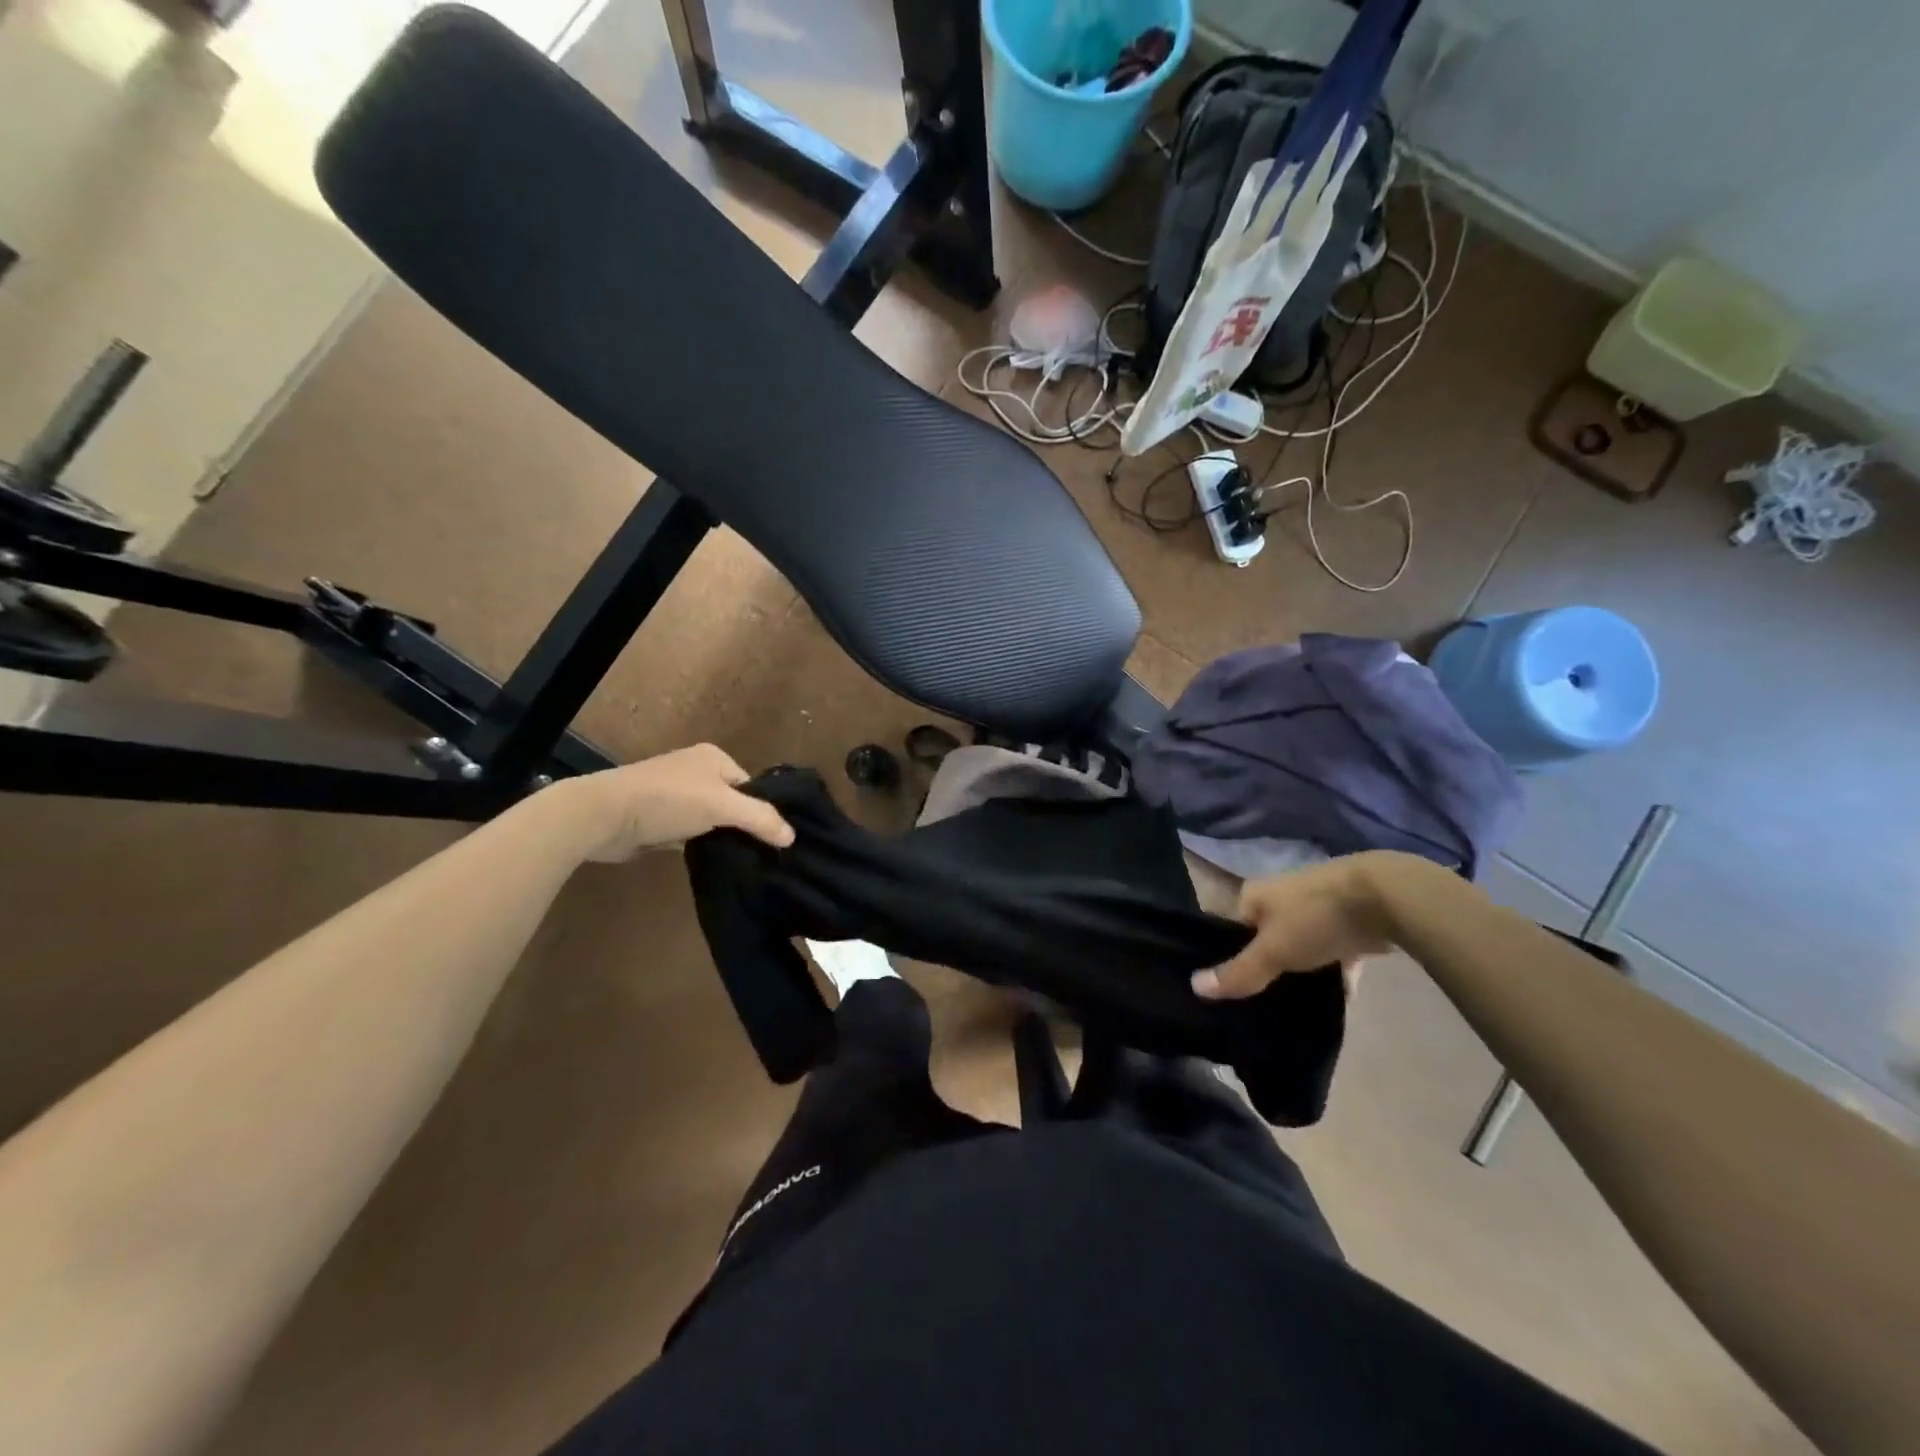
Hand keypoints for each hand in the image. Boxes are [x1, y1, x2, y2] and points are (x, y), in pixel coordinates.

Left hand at [551, 744, 794, 861]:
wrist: (603, 816)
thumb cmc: (667, 800)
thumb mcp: (722, 806)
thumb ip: (760, 819)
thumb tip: (792, 837)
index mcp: (714, 757)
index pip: (752, 785)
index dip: (762, 810)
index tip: (775, 839)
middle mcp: (696, 771)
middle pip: (733, 802)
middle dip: (743, 826)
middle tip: (761, 854)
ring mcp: (675, 795)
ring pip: (712, 819)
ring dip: (721, 837)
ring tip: (741, 861)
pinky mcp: (658, 819)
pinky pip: (691, 832)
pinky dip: (700, 845)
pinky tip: (711, 862)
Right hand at [1191, 854, 1393, 999]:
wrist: (1384, 898)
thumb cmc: (1314, 918)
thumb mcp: (1271, 951)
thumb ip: (1238, 972)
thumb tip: (1194, 986)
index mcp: (1254, 895)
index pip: (1228, 927)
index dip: (1226, 956)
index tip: (1229, 989)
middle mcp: (1280, 896)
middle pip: (1264, 938)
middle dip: (1266, 966)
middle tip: (1261, 1003)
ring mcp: (1315, 907)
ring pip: (1299, 945)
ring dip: (1301, 971)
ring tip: (1295, 1006)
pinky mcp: (1348, 921)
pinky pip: (1334, 952)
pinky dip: (1335, 974)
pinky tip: (1339, 1001)